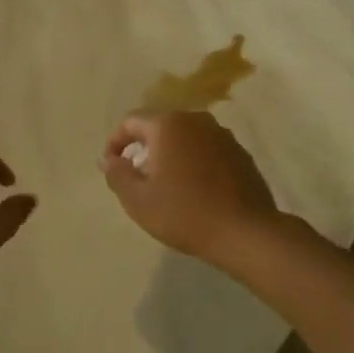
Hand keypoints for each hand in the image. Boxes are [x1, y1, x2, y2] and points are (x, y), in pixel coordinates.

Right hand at [99, 111, 281, 268]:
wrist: (244, 232)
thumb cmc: (184, 213)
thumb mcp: (138, 200)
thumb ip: (117, 174)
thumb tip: (109, 160)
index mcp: (168, 125)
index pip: (131, 121)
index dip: (115, 141)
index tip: (110, 166)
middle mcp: (196, 120)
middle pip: (160, 126)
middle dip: (144, 148)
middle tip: (137, 178)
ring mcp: (222, 135)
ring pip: (185, 138)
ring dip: (170, 155)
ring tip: (165, 185)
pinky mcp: (240, 153)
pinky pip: (207, 150)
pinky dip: (194, 162)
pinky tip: (194, 189)